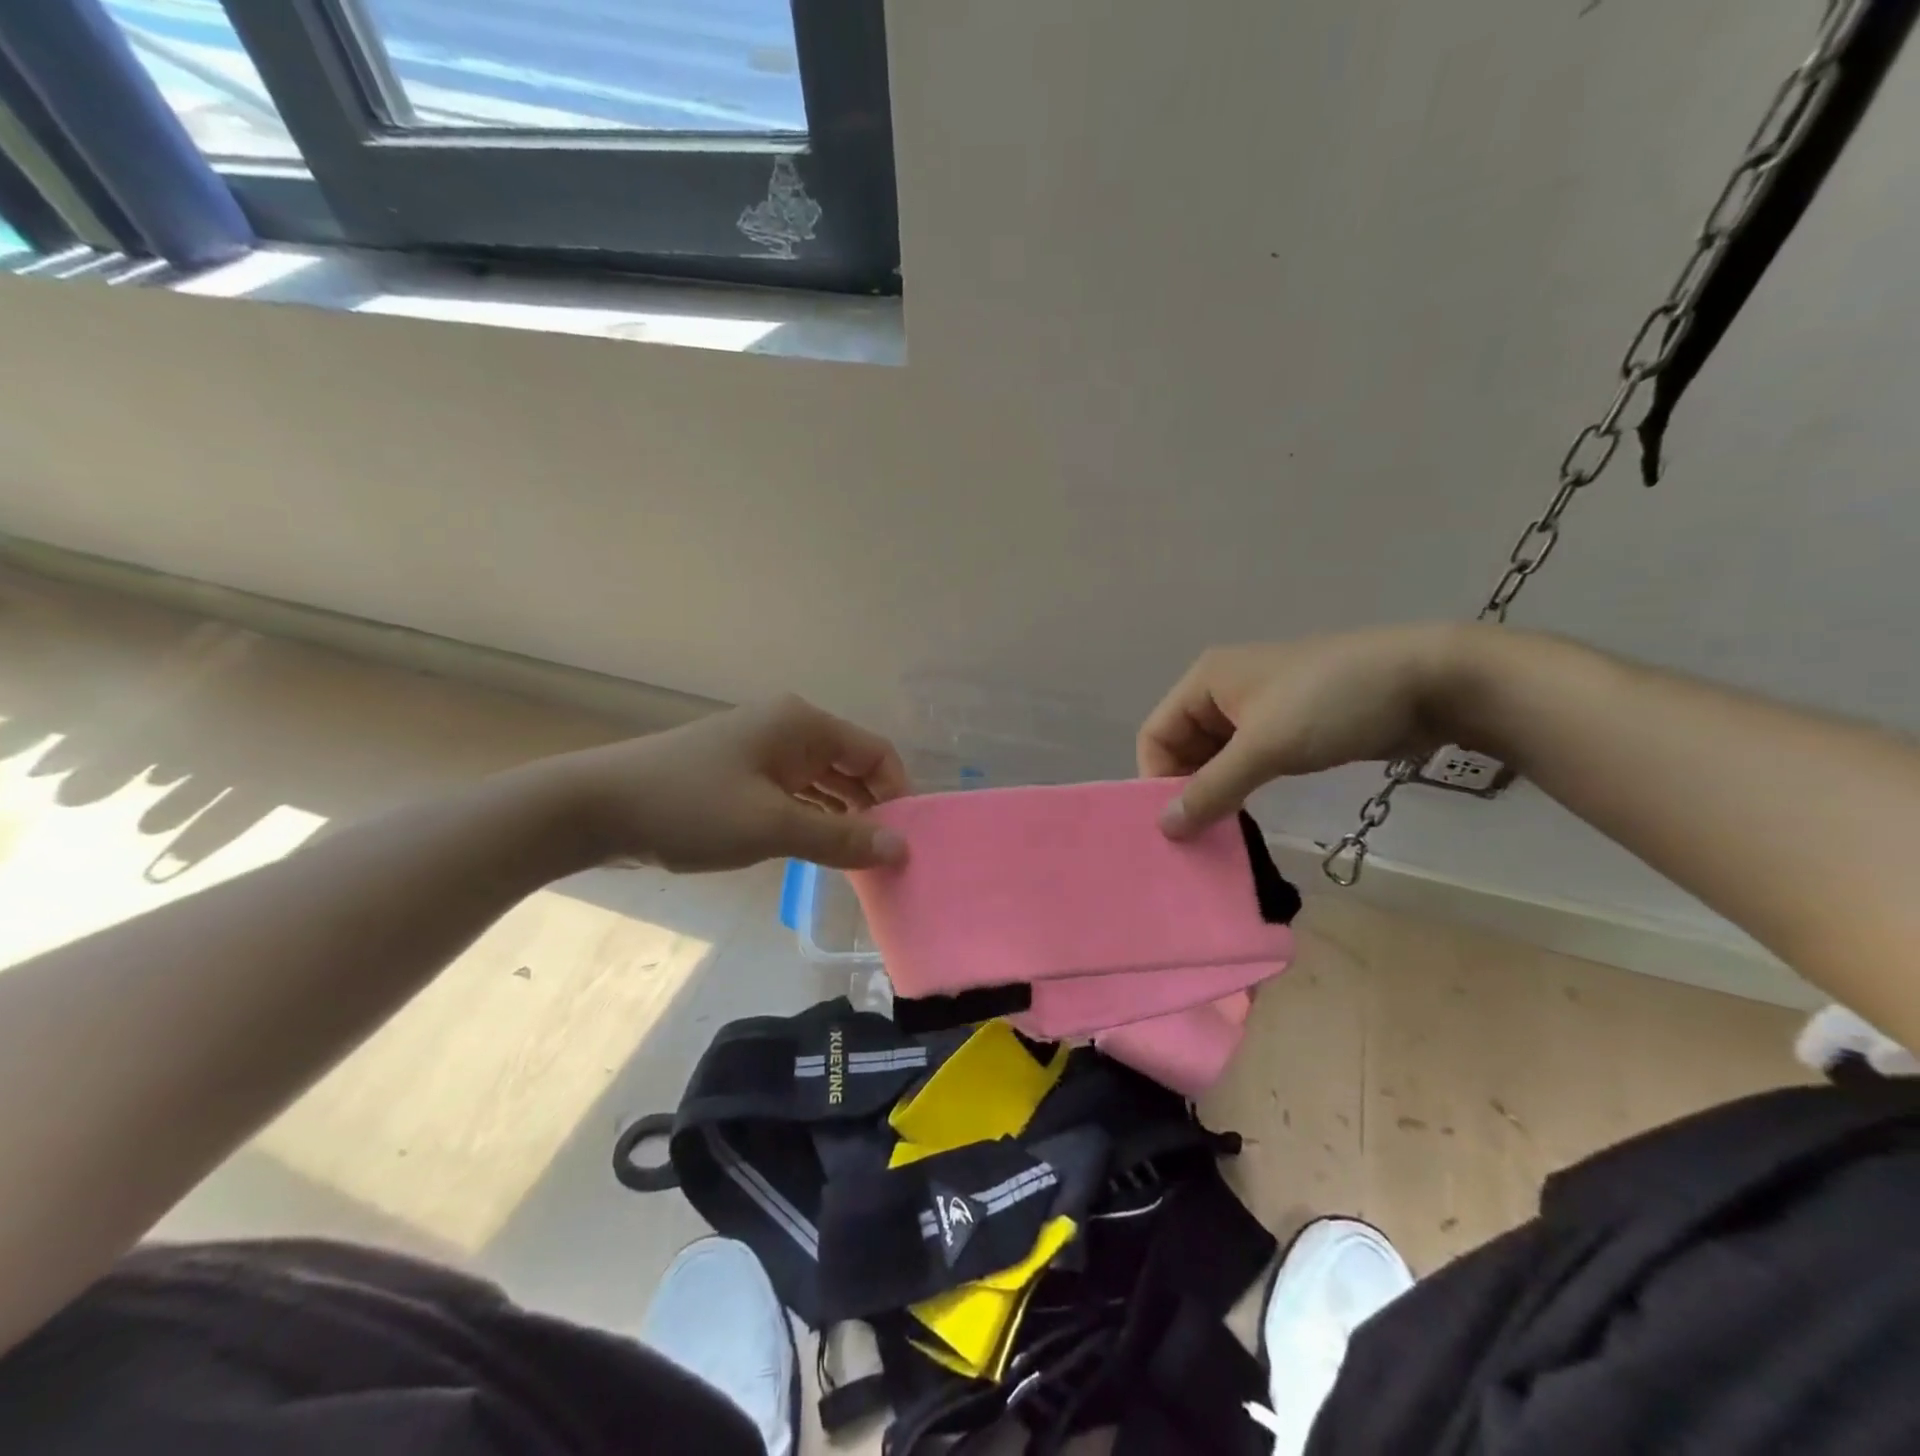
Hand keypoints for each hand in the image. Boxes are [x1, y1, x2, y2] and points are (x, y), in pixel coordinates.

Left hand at [537, 695, 911, 872]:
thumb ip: (841, 838)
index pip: (875, 752)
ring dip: (843, 818)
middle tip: (887, 859)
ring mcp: (762, 751)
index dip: (897, 794)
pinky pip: (795, 794)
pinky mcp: (741, 774)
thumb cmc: (691, 807)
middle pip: (852, 766)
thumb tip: (901, 849)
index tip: (905, 841)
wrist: (596, 807)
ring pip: (823, 783)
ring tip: (861, 862)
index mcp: (803, 725)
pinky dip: (812, 819)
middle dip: (872, 809)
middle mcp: (788, 730)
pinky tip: (821, 851)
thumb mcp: (771, 826)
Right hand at [1139, 625, 1465, 836]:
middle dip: (1185, 790)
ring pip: (1215, 759)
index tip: (1174, 824)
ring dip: (1214, 794)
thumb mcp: (1265, 747)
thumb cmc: (1332, 703)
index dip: (1156, 778)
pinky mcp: (1288, 729)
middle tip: (1196, 838)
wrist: (1429, 681)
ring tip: (1219, 834)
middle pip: (1182, 748)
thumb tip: (1165, 829)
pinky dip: (1241, 789)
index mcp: (1205, 681)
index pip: (1156, 734)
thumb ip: (1212, 789)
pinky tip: (1245, 818)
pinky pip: (1247, 763)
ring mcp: (1257, 710)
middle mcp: (1223, 692)